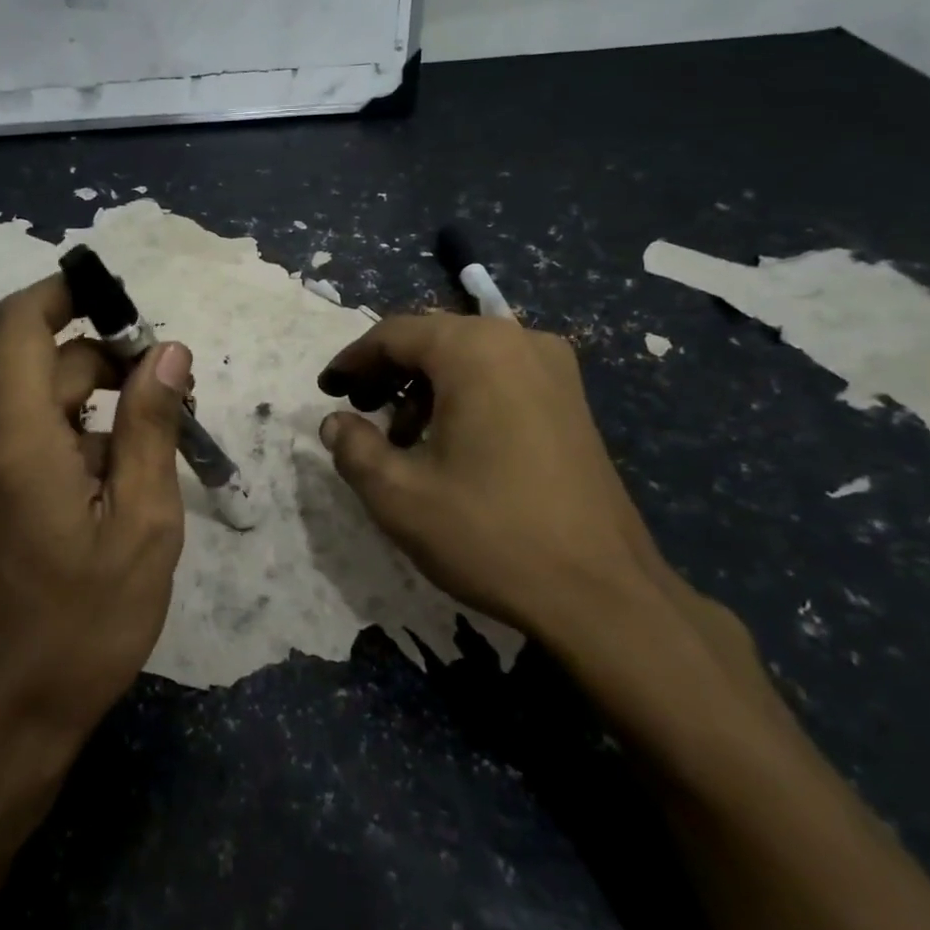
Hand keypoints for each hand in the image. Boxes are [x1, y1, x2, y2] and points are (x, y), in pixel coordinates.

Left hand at [0, 275, 191, 754]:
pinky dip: (74, 439)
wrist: (9, 709)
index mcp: (13, 436)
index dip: (67, 293)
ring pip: (43, 402)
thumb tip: (168, 352)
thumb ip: (150, 426)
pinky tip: (114, 486)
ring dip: (98, 409)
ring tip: (154, 454)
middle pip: (47, 365)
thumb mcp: (143, 521)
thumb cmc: (86, 622)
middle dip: (112, 367)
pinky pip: (27, 435)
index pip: (21, 322)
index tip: (122, 300)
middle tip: (176, 401)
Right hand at [317, 313, 659, 641]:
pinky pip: (500, 376)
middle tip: (357, 410)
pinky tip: (449, 443)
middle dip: (387, 371)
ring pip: (467, 357)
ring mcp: (554, 369)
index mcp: (475, 351)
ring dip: (423, 386)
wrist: (603, 595)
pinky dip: (462, 395)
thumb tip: (336, 422)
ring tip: (399, 436)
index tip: (326, 390)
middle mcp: (519, 342)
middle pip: (432, 339)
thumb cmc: (490, 534)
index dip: (352, 360)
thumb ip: (353, 447)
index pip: (394, 334)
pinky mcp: (572, 401)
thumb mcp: (398, 496)